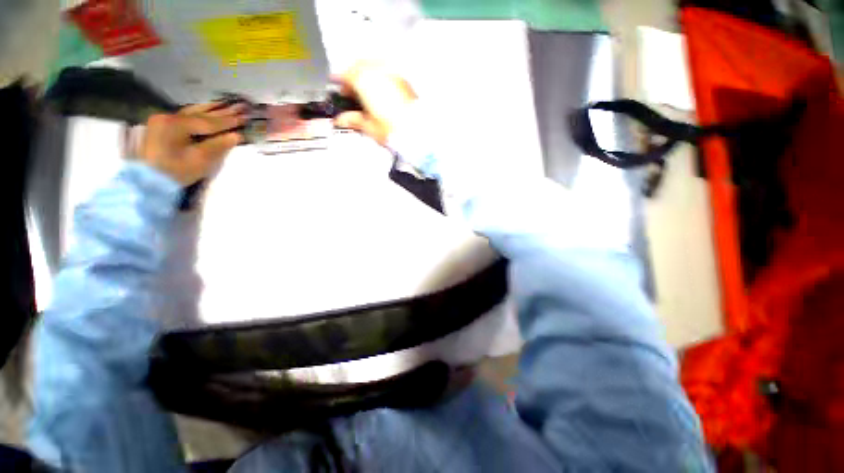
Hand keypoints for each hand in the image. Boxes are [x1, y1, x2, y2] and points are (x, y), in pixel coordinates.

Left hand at [139, 103, 245, 184]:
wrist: (149, 180)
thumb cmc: (176, 171)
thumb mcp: (200, 160)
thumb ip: (219, 145)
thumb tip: (237, 135)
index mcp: (177, 125)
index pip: (209, 122)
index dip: (229, 121)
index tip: (246, 117)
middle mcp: (169, 117)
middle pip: (201, 114)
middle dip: (222, 112)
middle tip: (240, 106)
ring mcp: (163, 120)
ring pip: (192, 112)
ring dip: (211, 109)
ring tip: (226, 103)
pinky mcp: (162, 125)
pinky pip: (185, 115)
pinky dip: (199, 112)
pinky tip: (207, 108)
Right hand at [333, 61, 417, 145]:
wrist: (416, 131)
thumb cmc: (394, 129)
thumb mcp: (368, 127)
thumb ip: (353, 120)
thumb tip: (342, 119)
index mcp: (364, 81)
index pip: (346, 76)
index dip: (340, 84)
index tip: (340, 92)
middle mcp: (378, 72)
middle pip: (359, 66)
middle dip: (353, 77)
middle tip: (352, 92)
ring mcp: (392, 74)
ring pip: (374, 66)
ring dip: (367, 75)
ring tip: (366, 93)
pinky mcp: (404, 81)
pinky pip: (387, 73)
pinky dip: (381, 79)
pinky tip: (381, 93)